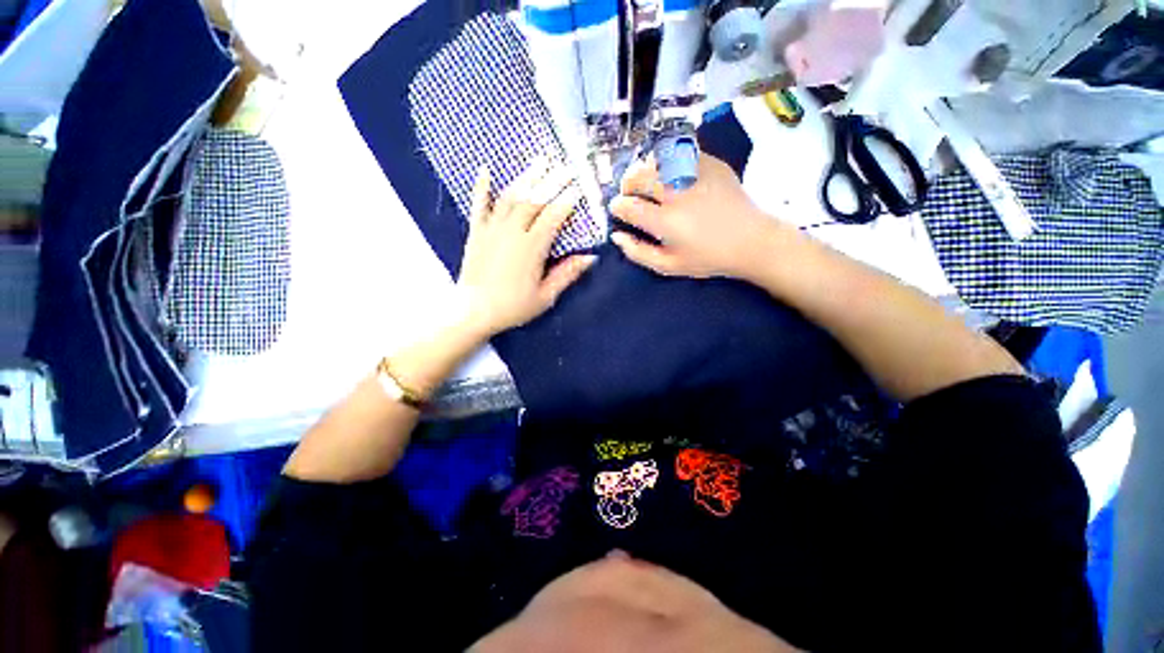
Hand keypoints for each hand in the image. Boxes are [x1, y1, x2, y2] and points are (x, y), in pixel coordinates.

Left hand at [456, 160, 596, 337]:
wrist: (473, 312)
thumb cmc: (513, 307)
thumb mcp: (545, 296)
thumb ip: (567, 274)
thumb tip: (590, 257)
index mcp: (532, 248)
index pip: (553, 216)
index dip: (567, 200)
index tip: (579, 188)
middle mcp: (512, 231)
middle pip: (534, 199)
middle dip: (552, 181)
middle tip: (566, 166)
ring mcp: (492, 229)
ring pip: (511, 196)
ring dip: (527, 177)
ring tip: (540, 160)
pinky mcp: (476, 232)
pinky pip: (479, 204)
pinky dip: (482, 186)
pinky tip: (486, 169)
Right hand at [609, 154, 783, 279]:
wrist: (751, 240)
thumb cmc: (707, 258)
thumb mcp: (669, 266)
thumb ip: (639, 252)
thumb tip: (617, 236)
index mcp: (666, 222)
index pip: (630, 207)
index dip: (618, 205)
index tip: (616, 207)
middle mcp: (678, 194)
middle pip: (640, 177)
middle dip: (627, 183)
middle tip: (628, 192)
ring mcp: (696, 175)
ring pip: (658, 160)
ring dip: (645, 168)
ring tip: (646, 179)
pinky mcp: (711, 164)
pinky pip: (680, 153)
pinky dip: (667, 160)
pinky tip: (669, 172)